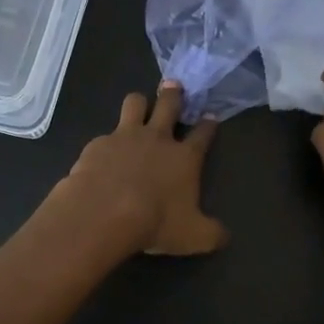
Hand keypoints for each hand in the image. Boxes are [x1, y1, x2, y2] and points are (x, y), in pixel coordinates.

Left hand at [47, 80, 227, 256]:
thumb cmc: (155, 222)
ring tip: (139, 105)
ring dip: (139, 102)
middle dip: (174, 94)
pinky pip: (105, 134)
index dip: (209, 124)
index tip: (211, 116)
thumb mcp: (193, 236)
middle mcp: (157, 139)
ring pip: (135, 103)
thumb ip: (212, 234)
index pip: (203, 134)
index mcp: (185, 157)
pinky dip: (107, 142)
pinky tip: (103, 154)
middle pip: (169, 104)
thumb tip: (225, 237)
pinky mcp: (98, 144)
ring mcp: (125, 137)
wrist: (104, 212)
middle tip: (174, 86)